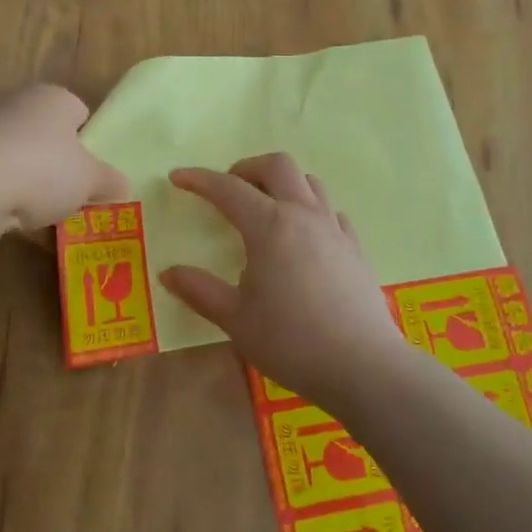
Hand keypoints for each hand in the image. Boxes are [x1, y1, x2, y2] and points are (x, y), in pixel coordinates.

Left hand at [0, 84, 127, 236]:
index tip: (93, 173)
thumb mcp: (91, 180)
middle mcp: (19, 104)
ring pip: (23, 159)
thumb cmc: (43, 170)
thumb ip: (111, 182)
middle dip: (61, 166)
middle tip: (74, 196)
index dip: (90, 142)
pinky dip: (8, 197)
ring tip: (46, 215)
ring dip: (34, 184)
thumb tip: (124, 188)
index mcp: (54, 97)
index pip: (80, 112)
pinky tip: (15, 221)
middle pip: (50, 137)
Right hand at [160, 154, 413, 409]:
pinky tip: (303, 237)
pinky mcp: (355, 248)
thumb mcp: (236, 319)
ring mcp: (334, 229)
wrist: (363, 366)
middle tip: (228, 190)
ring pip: (309, 182)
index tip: (178, 177)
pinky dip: (310, 210)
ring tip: (265, 209)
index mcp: (270, 225)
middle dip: (247, 169)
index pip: (228, 188)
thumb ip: (200, 291)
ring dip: (282, 184)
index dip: (199, 179)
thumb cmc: (291, 341)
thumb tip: (168, 273)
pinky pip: (330, 211)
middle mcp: (304, 215)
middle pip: (277, 165)